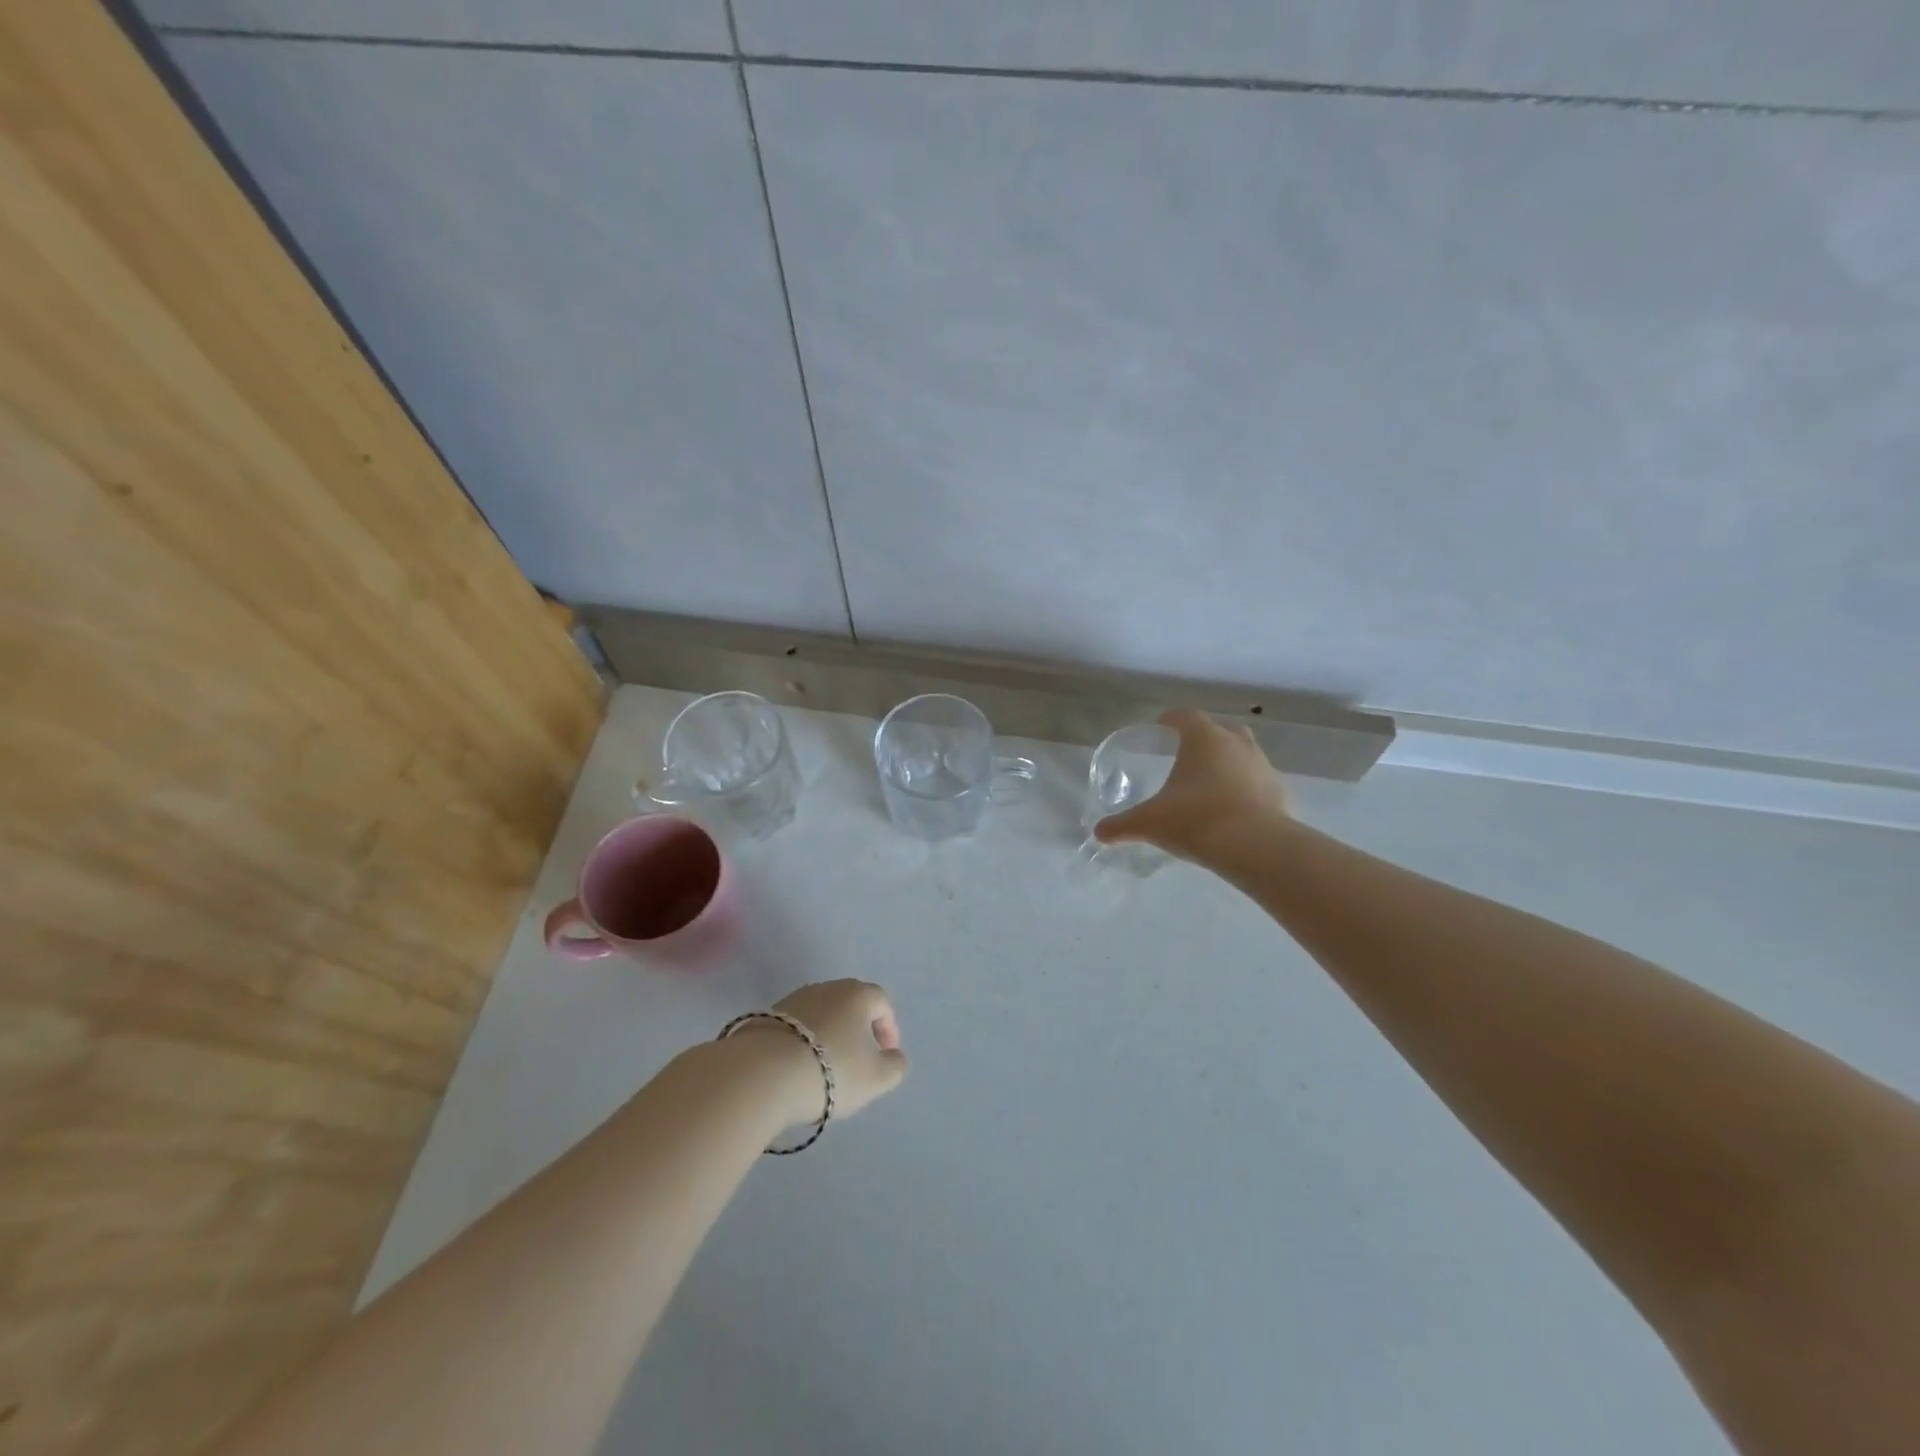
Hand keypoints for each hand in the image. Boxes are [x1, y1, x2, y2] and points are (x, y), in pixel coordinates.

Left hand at [766, 979, 907, 1123]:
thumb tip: (893, 1056)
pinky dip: (803, 1043)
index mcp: (857, 994)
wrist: (762, 1074)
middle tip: (859, 1060)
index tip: (886, 1055)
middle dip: (858, 1030)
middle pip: (850, 1004)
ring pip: (821, 1014)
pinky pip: (795, 1028)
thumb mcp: (876, 1078)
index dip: (888, 1028)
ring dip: (828, 1036)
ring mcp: (793, 999)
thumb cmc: (831, 1071)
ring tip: (826, 1068)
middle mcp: (826, 988)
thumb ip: (894, 1066)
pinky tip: (798, 1068)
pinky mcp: (765, 1016)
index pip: (882, 1002)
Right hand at [1093, 709, 1290, 861]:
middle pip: (1220, 731)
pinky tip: (1232, 811)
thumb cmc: (1195, 820)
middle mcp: (1236, 744)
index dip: (1172, 720)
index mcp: (1204, 739)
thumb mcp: (1150, 823)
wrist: (1255, 847)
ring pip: (1243, 755)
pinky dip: (1245, 790)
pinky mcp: (1280, 792)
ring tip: (1210, 787)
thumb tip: (1099, 832)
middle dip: (1204, 741)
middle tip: (1186, 758)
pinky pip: (1258, 784)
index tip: (1161, 728)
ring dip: (1228, 765)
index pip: (1186, 716)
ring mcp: (1263, 766)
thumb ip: (1122, 825)